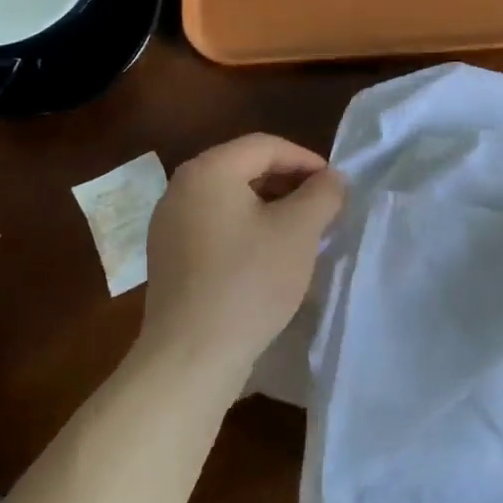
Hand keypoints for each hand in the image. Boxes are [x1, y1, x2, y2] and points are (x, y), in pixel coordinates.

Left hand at [135, 134, 345, 393]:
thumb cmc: (249, 282)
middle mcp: (180, 188)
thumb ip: (323, 194)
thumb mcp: (299, 231)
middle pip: (244, 168)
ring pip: (230, 199)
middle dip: (288, 183)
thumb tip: (332, 179)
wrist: (191, 356)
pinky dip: (245, 229)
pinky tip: (267, 257)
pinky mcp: (168, 257)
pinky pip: (214, 226)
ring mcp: (168, 224)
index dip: (306, 160)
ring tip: (299, 233)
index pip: (265, 146)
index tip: (335, 186)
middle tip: (321, 208)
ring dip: (269, 207)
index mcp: (208, 170)